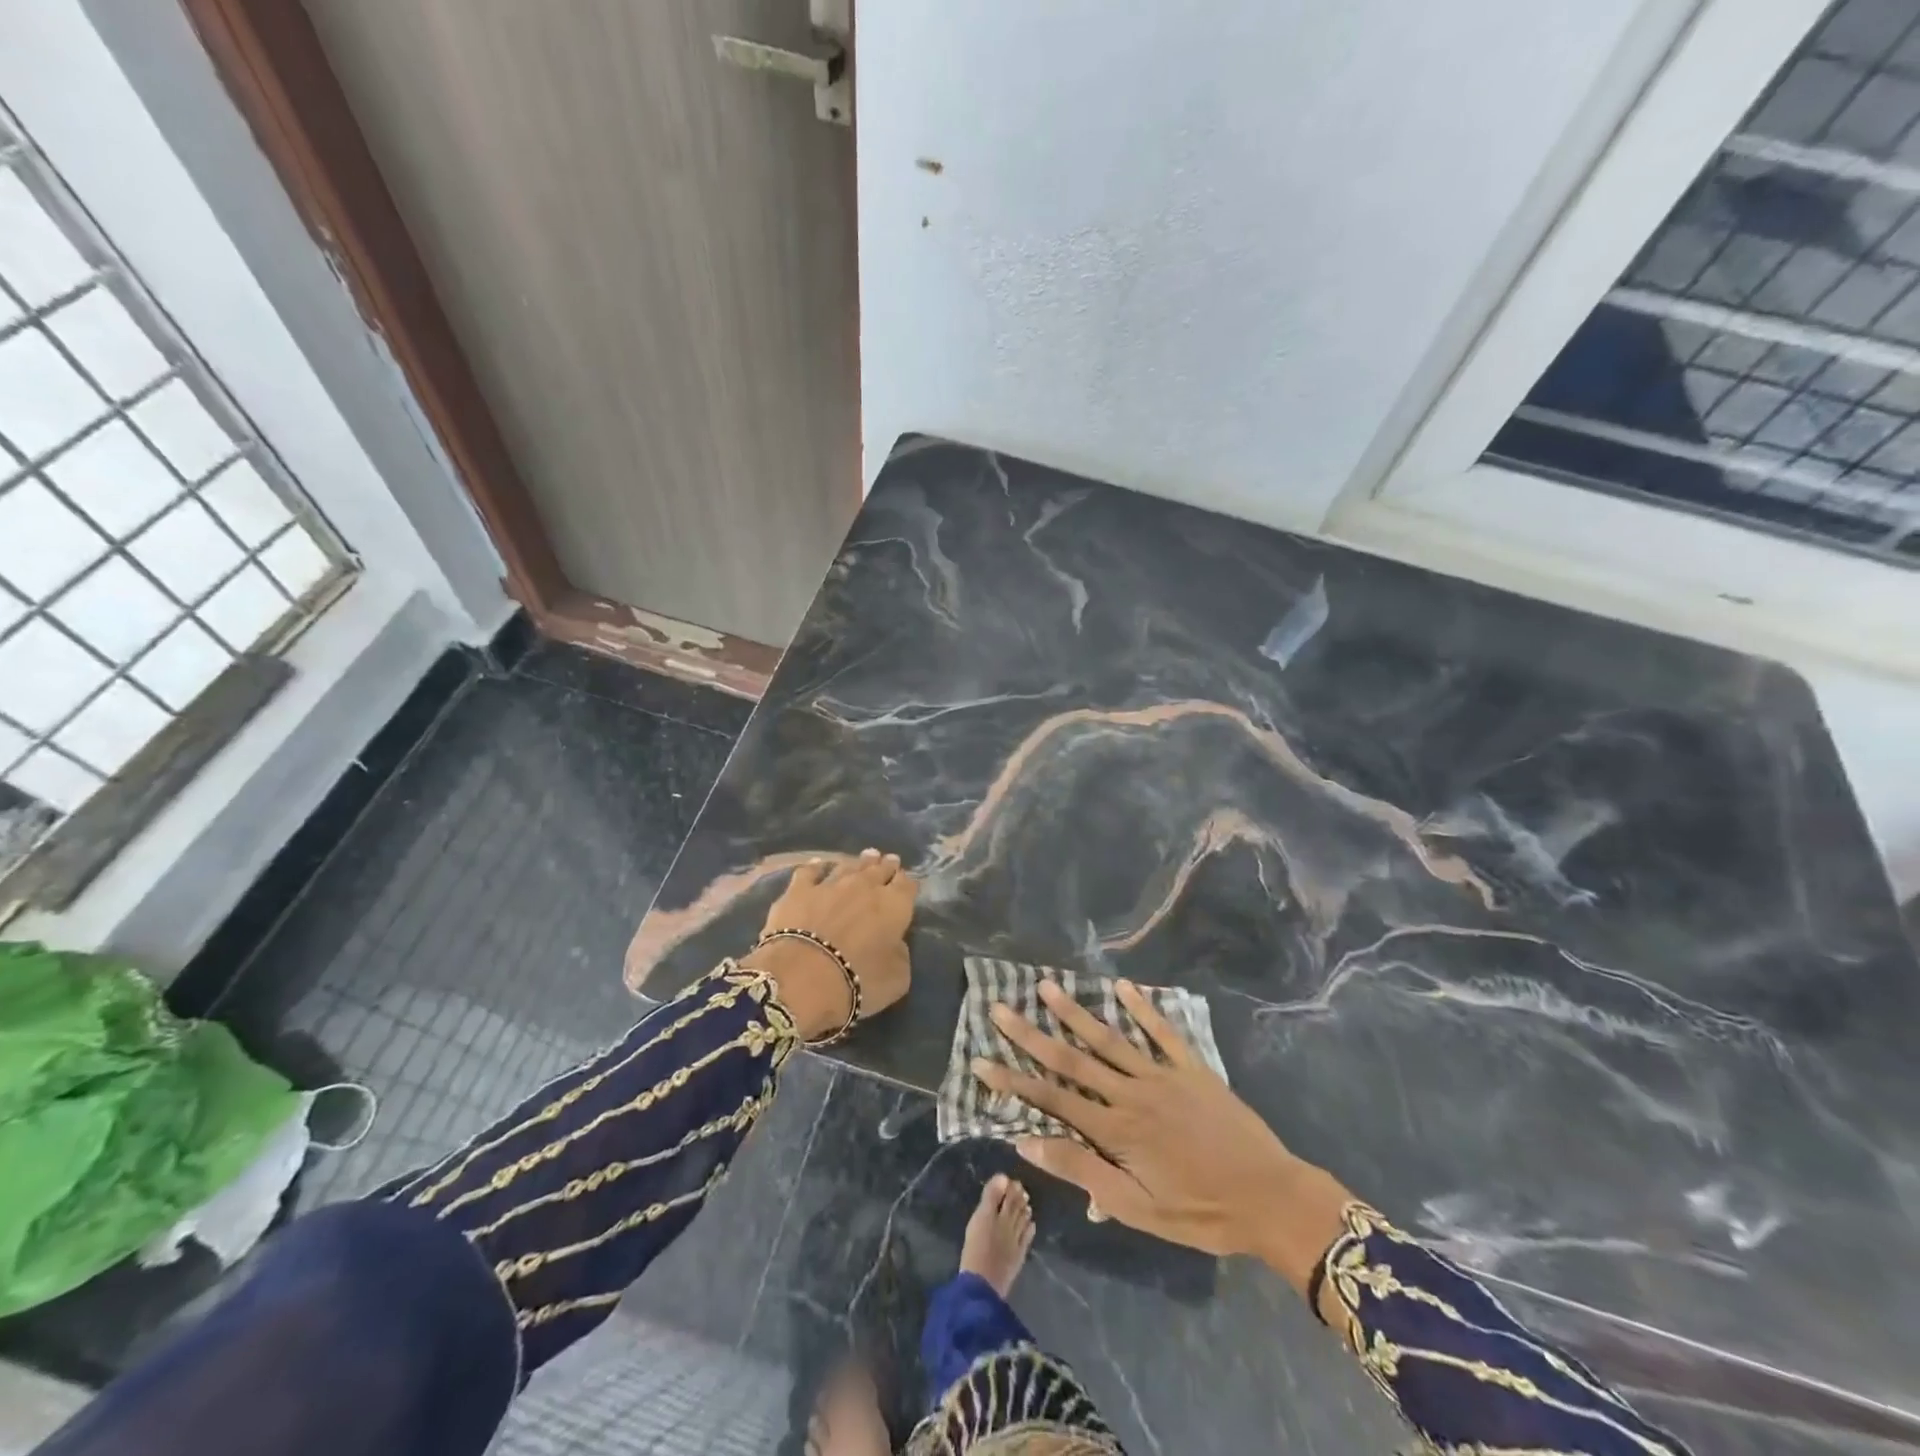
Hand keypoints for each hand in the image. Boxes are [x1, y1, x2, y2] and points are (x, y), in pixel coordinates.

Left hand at [743, 849, 915, 1037]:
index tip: (908, 884)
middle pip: (880, 869)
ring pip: (849, 865)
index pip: (907, 885)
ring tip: (866, 856)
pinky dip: (817, 867)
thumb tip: (896, 943)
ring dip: (859, 861)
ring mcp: (830, 884)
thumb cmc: (858, 981)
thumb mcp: (897, 979)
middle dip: (886, 865)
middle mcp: (865, 886)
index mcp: (894, 906)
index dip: (908, 884)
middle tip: (889, 860)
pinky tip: (818, 864)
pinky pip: (810, 871)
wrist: (802, 977)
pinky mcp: (798, 890)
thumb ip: (900, 955)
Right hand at [972, 979, 1351, 1295]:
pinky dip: (1142, 1008)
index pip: (1051, 1101)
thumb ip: (1083, 1171)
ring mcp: (1162, 1075)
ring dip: (1075, 1013)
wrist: (1271, 1199)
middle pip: (1071, 1060)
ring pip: (1109, 1038)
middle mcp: (1131, 1093)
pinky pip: (1162, 1032)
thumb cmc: (1201, 1213)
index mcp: (1115, 1130)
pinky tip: (1122, 987)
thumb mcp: (1137, 1209)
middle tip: (999, 1008)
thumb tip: (1028, 1144)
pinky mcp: (1192, 1068)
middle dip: (1030, 1035)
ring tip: (1046, 987)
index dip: (1012, 1082)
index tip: (980, 1060)